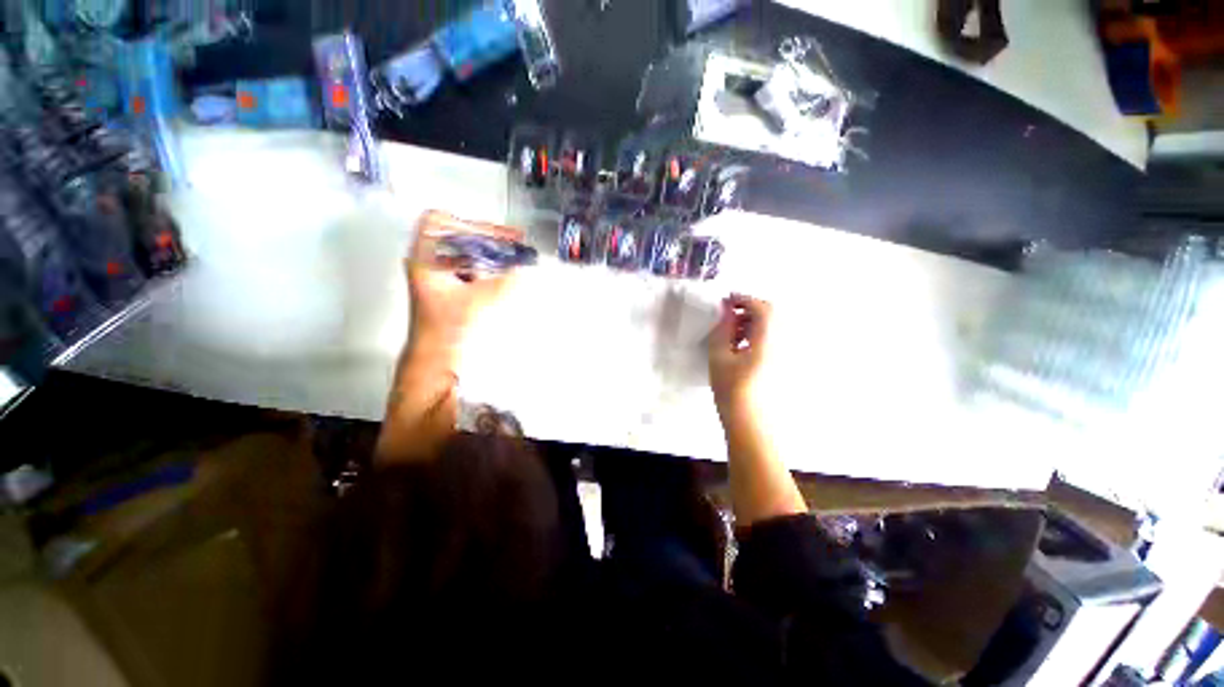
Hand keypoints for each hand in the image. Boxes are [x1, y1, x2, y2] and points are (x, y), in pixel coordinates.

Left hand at [407, 210, 521, 357]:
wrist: (436, 358)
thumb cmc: (445, 330)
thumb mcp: (477, 302)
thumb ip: (503, 283)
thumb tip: (524, 268)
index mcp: (424, 259)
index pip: (438, 222)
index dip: (466, 222)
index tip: (492, 233)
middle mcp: (429, 263)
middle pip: (456, 235)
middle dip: (488, 236)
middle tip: (514, 240)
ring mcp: (439, 276)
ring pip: (465, 251)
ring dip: (490, 251)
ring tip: (514, 254)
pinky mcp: (451, 288)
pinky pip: (471, 267)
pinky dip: (489, 266)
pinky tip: (506, 272)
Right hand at [708, 293, 772, 411]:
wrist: (749, 420)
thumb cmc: (731, 389)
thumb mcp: (719, 356)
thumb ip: (723, 329)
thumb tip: (727, 311)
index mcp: (768, 340)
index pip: (762, 308)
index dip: (744, 299)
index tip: (727, 300)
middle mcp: (783, 344)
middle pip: (772, 314)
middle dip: (750, 308)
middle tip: (729, 314)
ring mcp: (785, 354)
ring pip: (773, 326)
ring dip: (753, 321)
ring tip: (733, 331)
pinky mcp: (783, 363)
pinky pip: (774, 338)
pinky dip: (758, 334)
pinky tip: (742, 345)